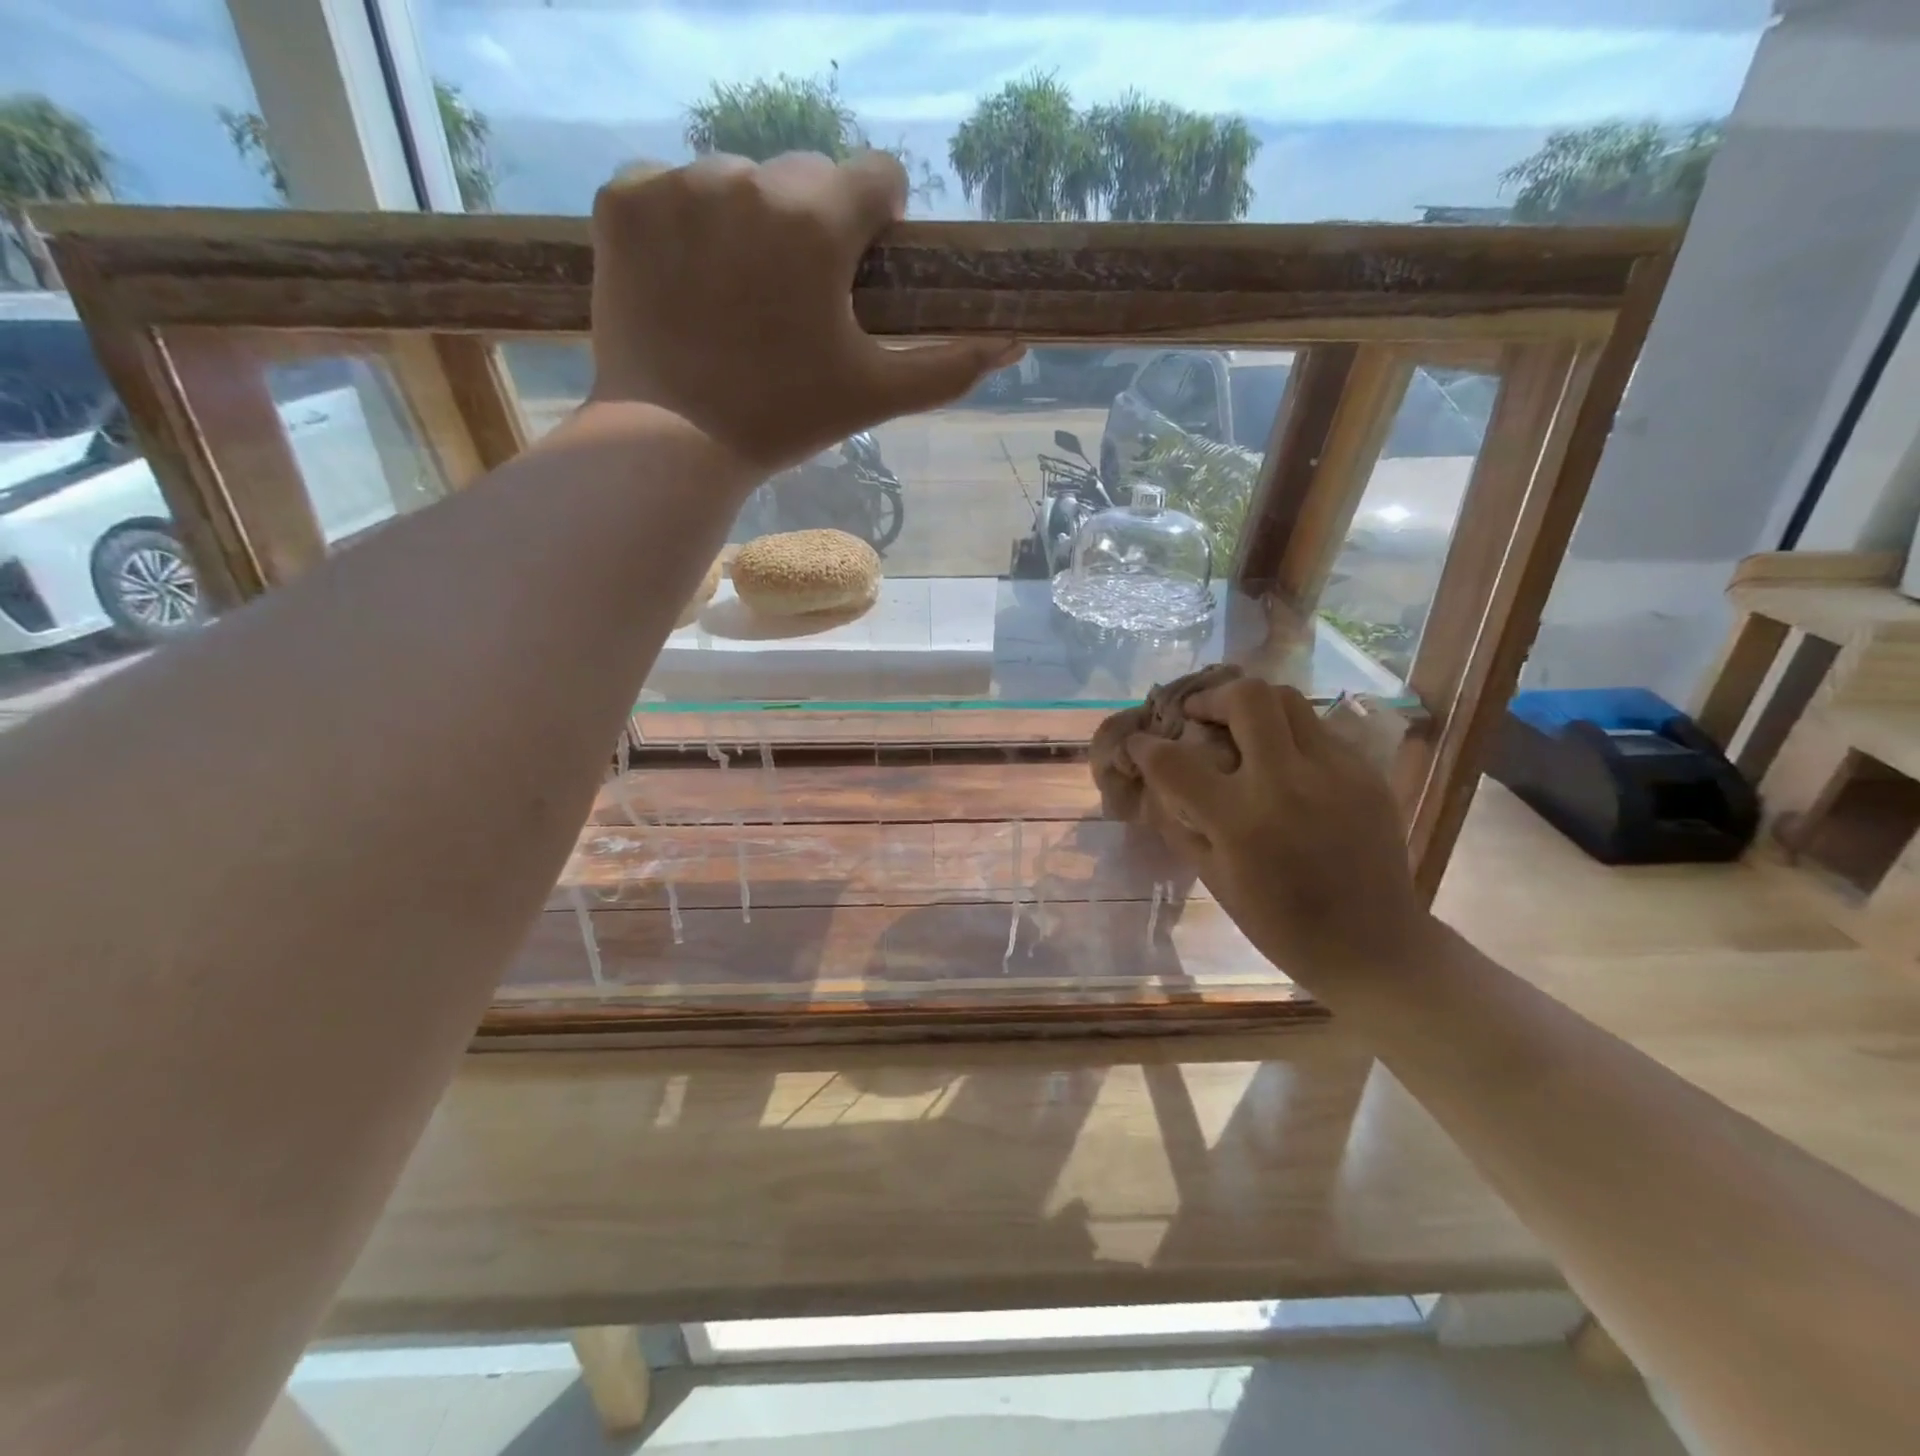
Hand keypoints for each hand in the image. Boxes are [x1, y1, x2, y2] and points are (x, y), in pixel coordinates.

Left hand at [589, 151, 1021, 472]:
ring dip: (746, 225)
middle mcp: (748, 178)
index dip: (879, 222)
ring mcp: (677, 183)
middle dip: (811, 226)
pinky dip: (680, 227)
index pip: (876, 174)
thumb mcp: (876, 396)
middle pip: (804, 178)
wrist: (672, 443)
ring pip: (735, 182)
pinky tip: (683, 285)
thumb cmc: (785, 419)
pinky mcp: (622, 199)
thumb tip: (1015, 345)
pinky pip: (668, 189)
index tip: (861, 269)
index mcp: (818, 219)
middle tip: (794, 301)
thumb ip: (949, 366)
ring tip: (735, 299)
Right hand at [1128, 679, 1433, 984]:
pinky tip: (1283, 763)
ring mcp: (1335, 772)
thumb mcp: (1214, 878)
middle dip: (1210, 697)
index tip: (1140, 743)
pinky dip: (1288, 735)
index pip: (1174, 761)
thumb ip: (1182, 822)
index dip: (1145, 746)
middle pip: (1246, 697)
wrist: (1373, 945)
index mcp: (1241, 821)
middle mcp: (1287, 783)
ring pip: (1287, 700)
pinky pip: (1318, 731)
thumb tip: (1158, 781)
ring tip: (1240, 729)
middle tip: (1199, 716)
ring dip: (1252, 706)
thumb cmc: (1280, 924)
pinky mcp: (1366, 772)